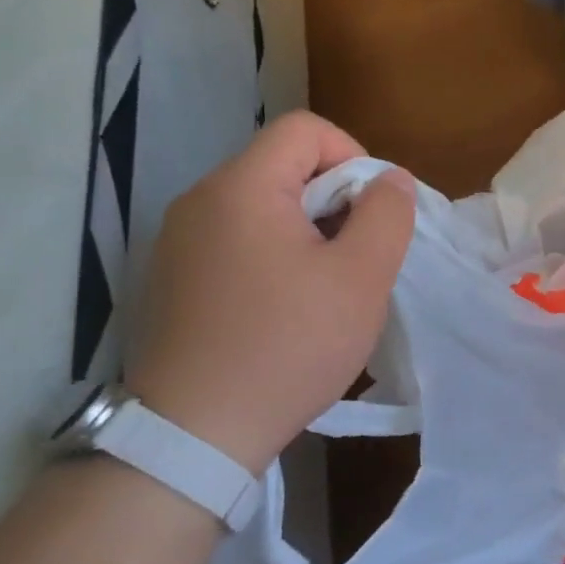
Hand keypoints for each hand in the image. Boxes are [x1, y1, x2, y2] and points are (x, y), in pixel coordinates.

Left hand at [127, 112, 414, 474]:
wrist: (195, 433)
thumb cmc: (288, 345)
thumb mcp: (360, 278)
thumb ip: (385, 215)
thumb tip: (390, 179)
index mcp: (242, 187)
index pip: (306, 130)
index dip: (354, 156)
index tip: (372, 214)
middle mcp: (200, 201)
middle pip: (283, 167)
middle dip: (334, 202)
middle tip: (357, 260)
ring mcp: (179, 242)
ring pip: (262, 208)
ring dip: (307, 233)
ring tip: (326, 290)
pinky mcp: (174, 279)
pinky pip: (237, 242)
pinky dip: (273, 258)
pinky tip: (286, 311)